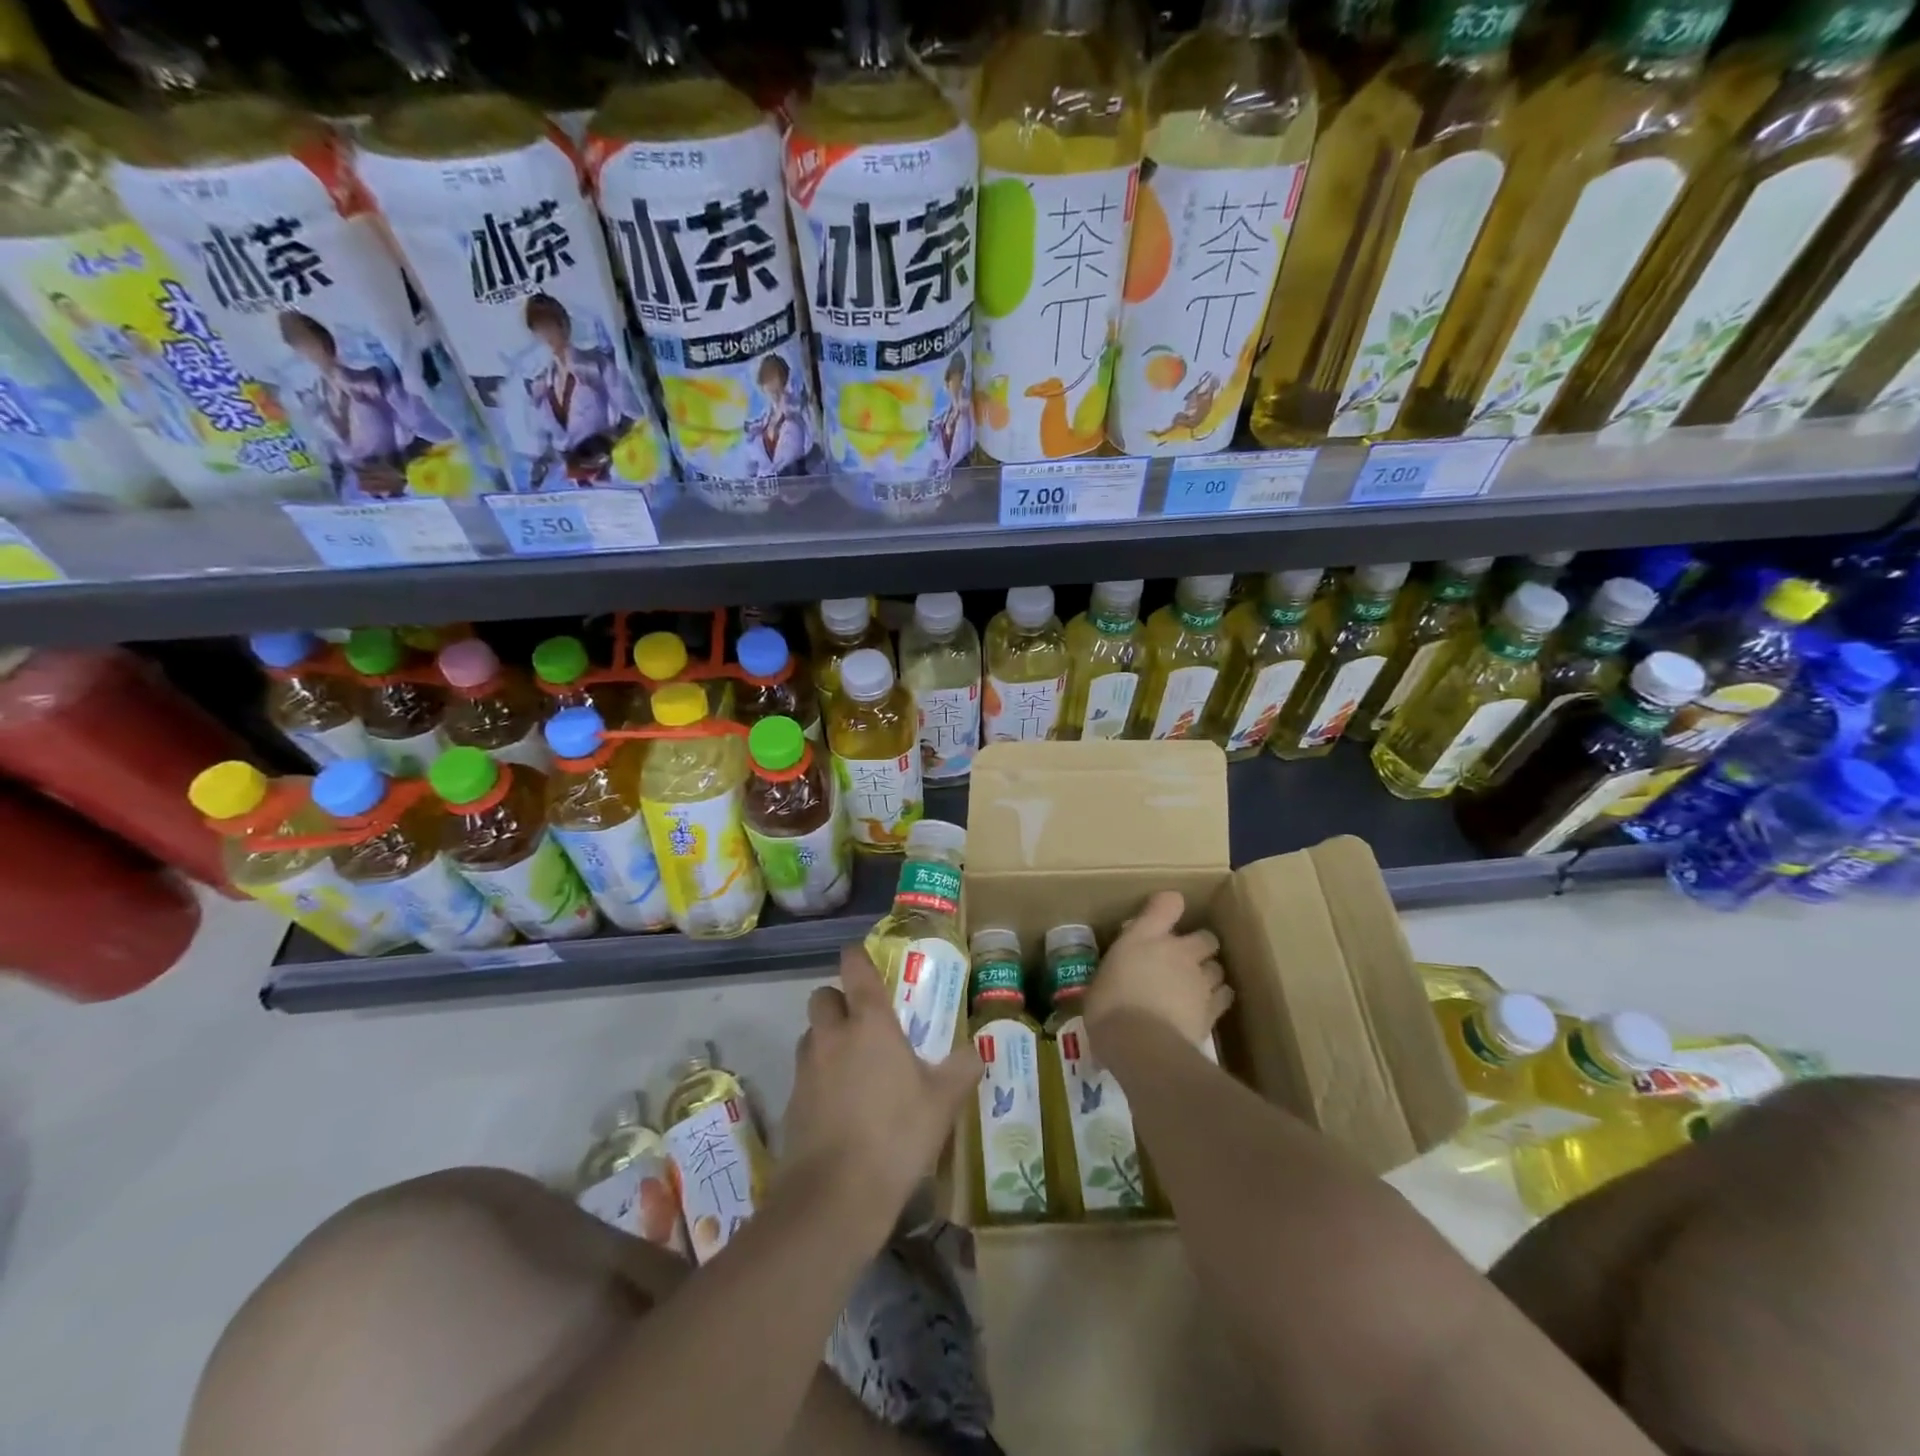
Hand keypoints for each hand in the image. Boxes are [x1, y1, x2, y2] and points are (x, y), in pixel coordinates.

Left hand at [781, 944, 982, 1221]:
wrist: (835, 1196)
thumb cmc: (896, 1135)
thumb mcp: (943, 1102)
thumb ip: (961, 1070)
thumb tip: (976, 1052)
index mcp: (869, 1022)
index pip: (854, 968)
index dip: (857, 956)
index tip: (864, 958)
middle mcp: (832, 1035)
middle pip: (823, 996)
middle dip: (839, 1000)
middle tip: (864, 1022)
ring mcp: (806, 1068)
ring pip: (811, 1034)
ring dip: (827, 1037)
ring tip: (853, 1064)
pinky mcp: (792, 1102)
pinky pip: (805, 1072)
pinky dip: (819, 1077)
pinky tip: (841, 1106)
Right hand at [1085, 890, 1231, 1048]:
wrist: (1141, 1043)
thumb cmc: (1108, 1007)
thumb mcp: (1102, 980)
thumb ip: (1118, 969)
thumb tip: (1121, 974)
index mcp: (1145, 937)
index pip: (1168, 903)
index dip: (1169, 906)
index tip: (1162, 917)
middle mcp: (1178, 951)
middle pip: (1205, 937)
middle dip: (1199, 946)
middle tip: (1182, 962)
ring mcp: (1199, 979)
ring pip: (1218, 967)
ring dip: (1208, 974)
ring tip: (1195, 988)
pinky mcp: (1212, 1008)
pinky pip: (1224, 995)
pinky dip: (1217, 999)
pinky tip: (1205, 1008)